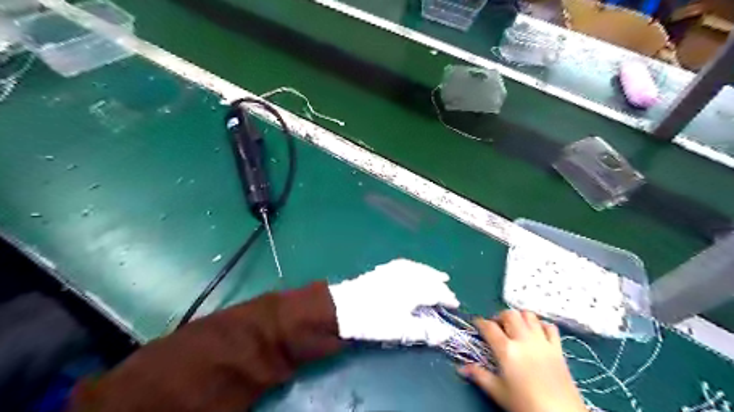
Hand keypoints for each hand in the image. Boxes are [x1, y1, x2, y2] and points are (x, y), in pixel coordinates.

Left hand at [332, 261, 459, 343]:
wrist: (343, 308)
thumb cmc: (374, 321)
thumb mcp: (401, 330)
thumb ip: (424, 331)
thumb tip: (445, 334)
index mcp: (413, 290)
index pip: (436, 292)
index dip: (446, 298)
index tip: (454, 303)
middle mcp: (406, 276)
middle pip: (428, 277)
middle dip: (440, 283)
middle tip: (448, 289)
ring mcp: (393, 270)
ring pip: (417, 268)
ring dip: (429, 271)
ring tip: (437, 275)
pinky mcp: (382, 270)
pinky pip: (404, 264)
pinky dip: (414, 266)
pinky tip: (413, 268)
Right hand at [457, 308, 585, 411]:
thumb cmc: (525, 404)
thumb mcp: (498, 392)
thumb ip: (480, 376)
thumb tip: (461, 368)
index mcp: (506, 350)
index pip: (489, 327)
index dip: (480, 322)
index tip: (477, 324)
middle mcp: (523, 340)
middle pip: (510, 314)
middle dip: (500, 316)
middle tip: (496, 326)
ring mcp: (542, 342)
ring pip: (529, 315)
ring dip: (520, 317)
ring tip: (515, 327)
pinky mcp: (558, 349)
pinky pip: (550, 327)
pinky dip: (541, 325)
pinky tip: (536, 332)